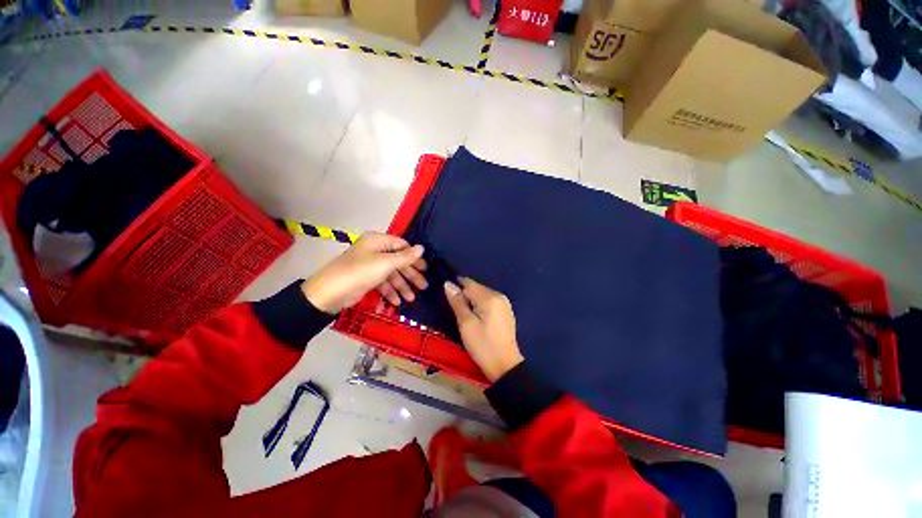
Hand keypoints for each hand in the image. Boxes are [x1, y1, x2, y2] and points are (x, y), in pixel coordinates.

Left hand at [302, 233, 427, 313]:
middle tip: (423, 286)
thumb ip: (405, 257)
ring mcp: (370, 266)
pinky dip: (390, 291)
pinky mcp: (366, 279)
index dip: (414, 256)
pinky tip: (397, 301)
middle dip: (410, 275)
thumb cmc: (360, 272)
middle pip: (398, 261)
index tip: (425, 268)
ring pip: (391, 274)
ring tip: (412, 298)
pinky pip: (382, 283)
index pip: (401, 245)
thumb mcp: (385, 263)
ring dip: (402, 286)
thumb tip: (422, 248)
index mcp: (378, 241)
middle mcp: (374, 251)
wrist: (330, 293)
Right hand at [444, 278, 523, 381]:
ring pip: (482, 294)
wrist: (504, 366)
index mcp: (490, 297)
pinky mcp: (505, 311)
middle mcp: (499, 295)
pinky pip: (489, 301)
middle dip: (464, 294)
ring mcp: (504, 303)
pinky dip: (480, 305)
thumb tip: (448, 284)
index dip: (456, 285)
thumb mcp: (466, 323)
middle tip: (453, 308)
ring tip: (463, 314)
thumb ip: (457, 302)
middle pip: (476, 288)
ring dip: (471, 300)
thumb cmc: (482, 345)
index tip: (445, 293)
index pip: (469, 283)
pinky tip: (476, 317)